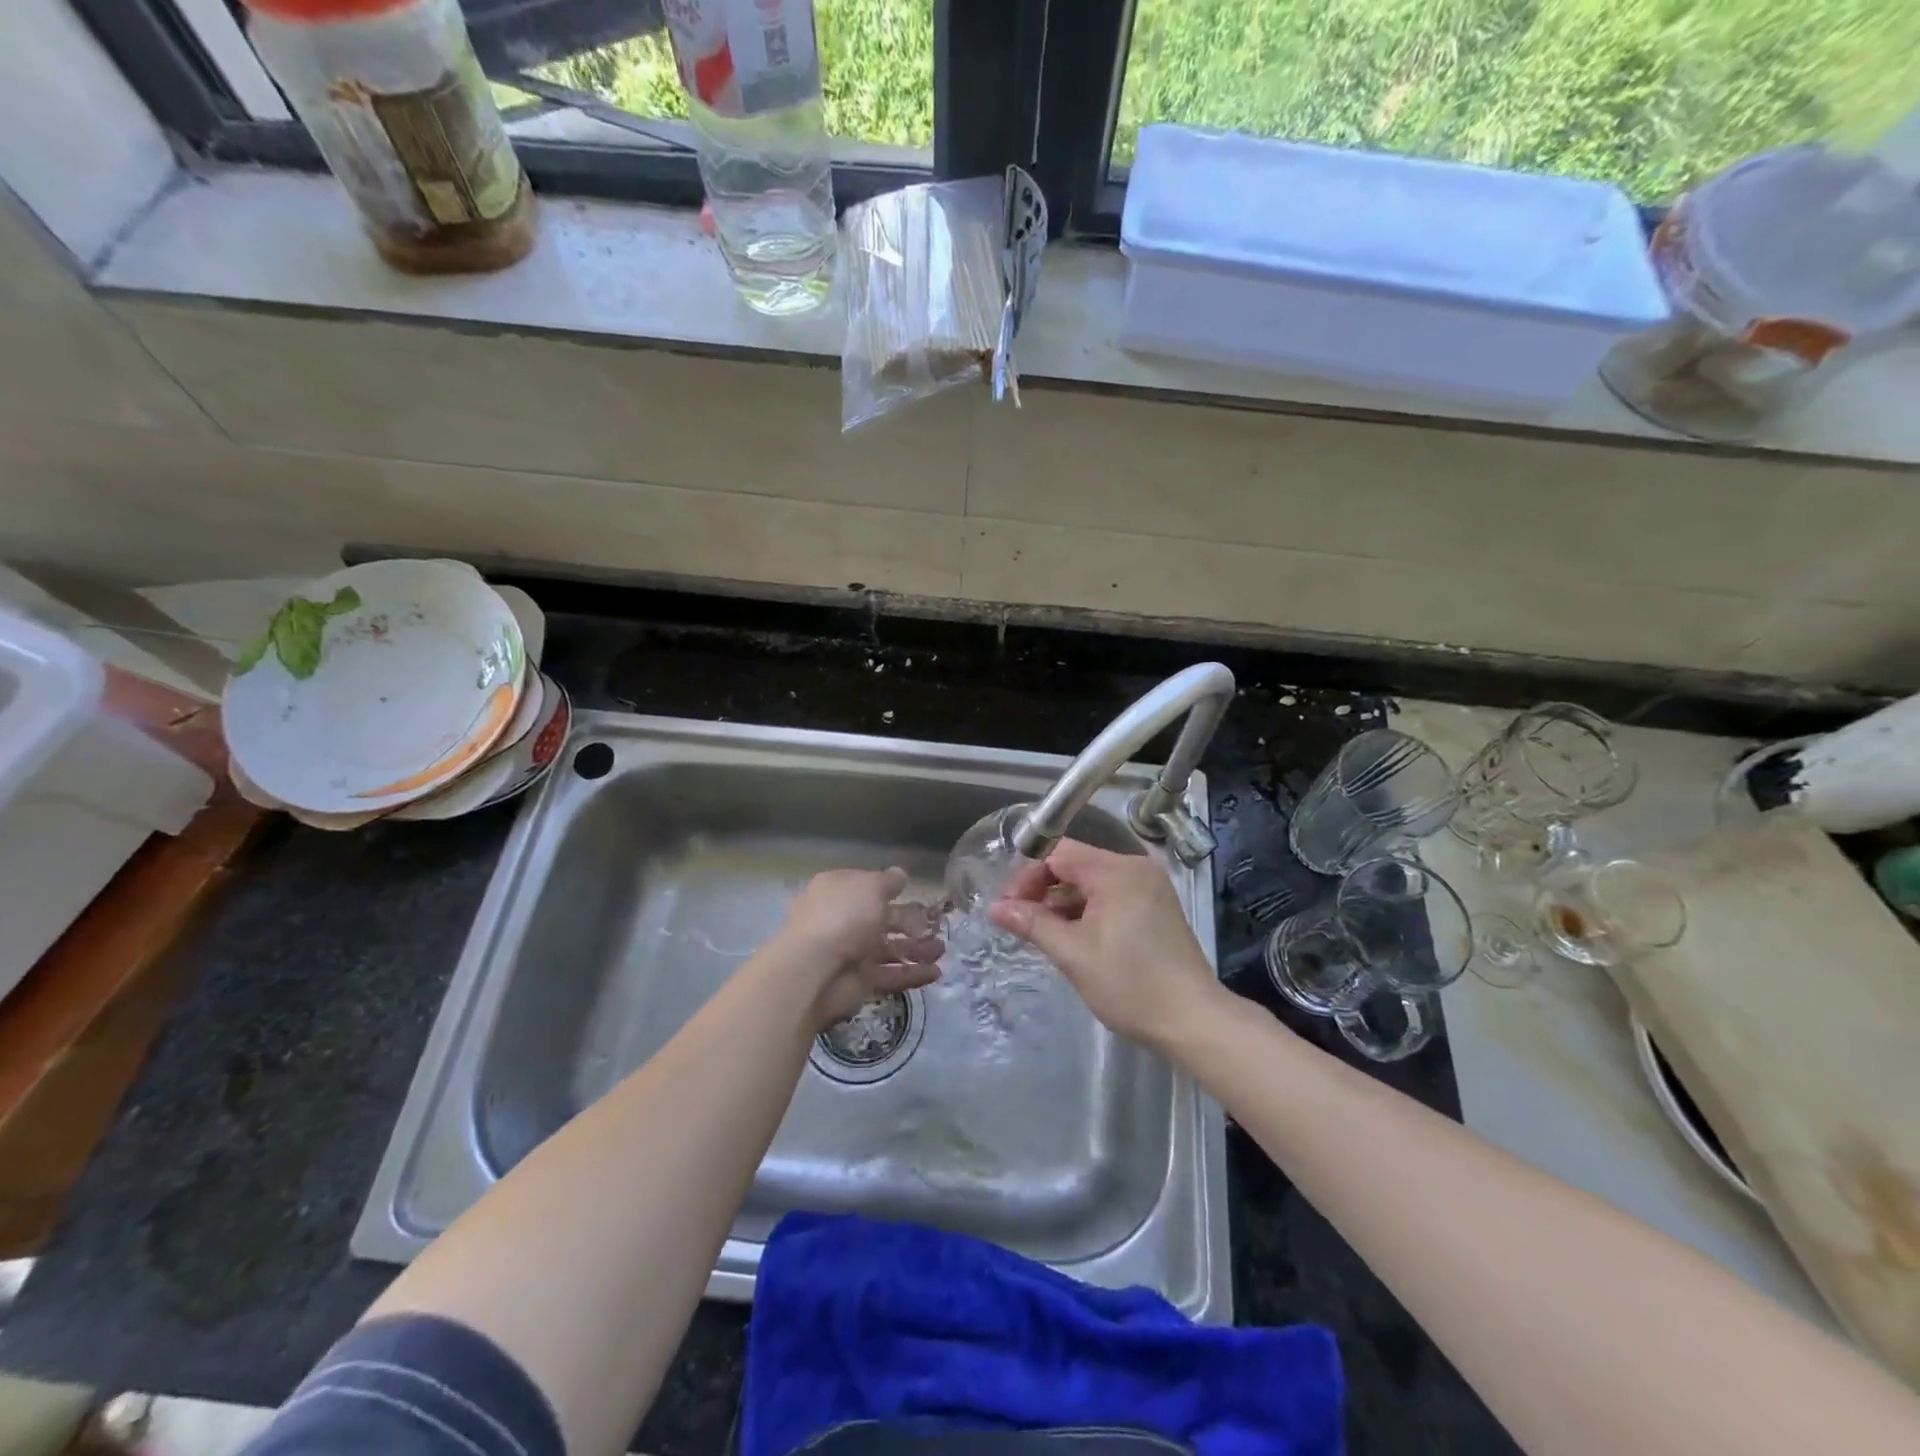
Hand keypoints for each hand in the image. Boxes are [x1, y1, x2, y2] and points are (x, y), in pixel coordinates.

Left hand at [775, 868, 943, 1030]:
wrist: (814, 970)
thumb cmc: (843, 916)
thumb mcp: (870, 887)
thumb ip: (888, 881)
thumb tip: (900, 875)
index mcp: (838, 891)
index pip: (867, 887)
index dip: (890, 890)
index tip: (913, 893)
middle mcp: (842, 920)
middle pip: (882, 920)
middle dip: (911, 924)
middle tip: (936, 927)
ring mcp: (850, 952)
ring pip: (889, 949)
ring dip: (916, 950)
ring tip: (942, 951)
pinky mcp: (859, 982)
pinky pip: (889, 975)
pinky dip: (911, 974)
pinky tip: (935, 974)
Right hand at [987, 841, 1226, 1053]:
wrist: (1193, 1019)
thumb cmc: (1129, 984)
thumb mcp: (1072, 953)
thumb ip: (1032, 923)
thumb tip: (996, 908)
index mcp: (1116, 871)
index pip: (1058, 853)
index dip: (1027, 876)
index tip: (1008, 907)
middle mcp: (1135, 868)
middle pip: (1076, 863)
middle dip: (1043, 889)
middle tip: (1019, 920)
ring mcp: (1149, 886)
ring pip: (1093, 881)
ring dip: (1064, 901)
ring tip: (1041, 932)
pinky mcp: (1156, 906)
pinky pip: (1112, 895)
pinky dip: (1088, 909)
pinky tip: (1072, 935)